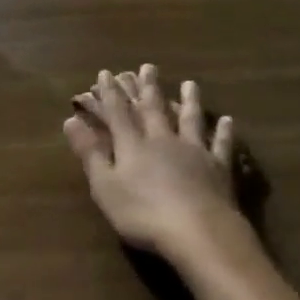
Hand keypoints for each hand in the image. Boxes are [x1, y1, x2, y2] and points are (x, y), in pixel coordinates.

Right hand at [64, 64, 248, 262]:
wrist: (199, 233)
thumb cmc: (143, 214)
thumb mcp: (106, 187)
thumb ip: (90, 153)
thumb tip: (71, 121)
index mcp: (133, 145)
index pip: (118, 112)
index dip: (110, 93)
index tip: (105, 73)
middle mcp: (163, 139)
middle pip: (154, 108)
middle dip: (148, 87)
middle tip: (148, 66)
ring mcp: (194, 151)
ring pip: (190, 119)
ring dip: (189, 101)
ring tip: (189, 83)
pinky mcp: (219, 168)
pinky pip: (221, 145)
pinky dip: (224, 132)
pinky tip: (228, 120)